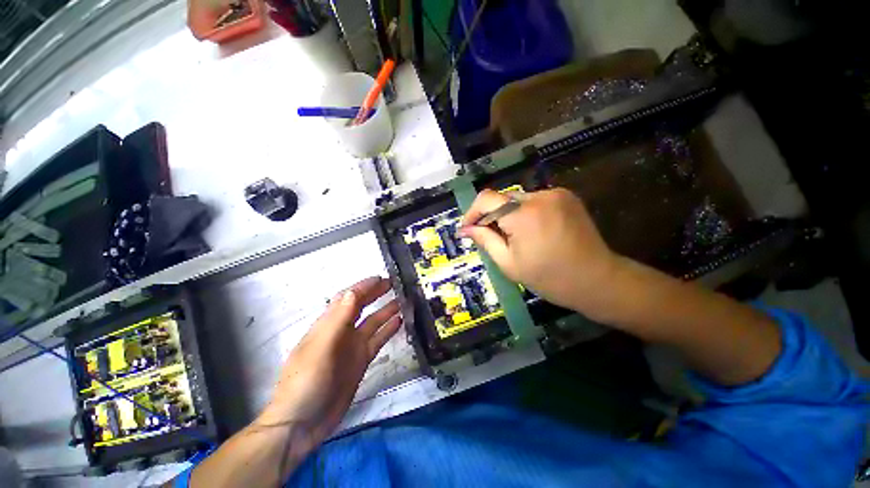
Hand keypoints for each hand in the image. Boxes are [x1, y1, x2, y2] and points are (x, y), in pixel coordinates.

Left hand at [257, 276, 400, 451]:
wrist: (302, 424)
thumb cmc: (306, 382)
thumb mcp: (321, 348)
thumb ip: (338, 319)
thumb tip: (352, 292)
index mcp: (328, 325)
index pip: (348, 298)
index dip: (363, 287)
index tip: (381, 278)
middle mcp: (341, 332)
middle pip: (361, 307)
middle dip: (376, 294)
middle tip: (395, 284)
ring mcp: (352, 347)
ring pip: (372, 322)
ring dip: (386, 311)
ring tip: (403, 301)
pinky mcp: (360, 361)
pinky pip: (377, 340)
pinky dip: (388, 330)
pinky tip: (400, 322)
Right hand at [459, 188, 621, 321]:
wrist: (597, 280)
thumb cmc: (549, 278)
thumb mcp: (508, 263)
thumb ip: (484, 240)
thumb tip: (464, 229)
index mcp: (523, 214)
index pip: (485, 199)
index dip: (472, 212)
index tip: (468, 228)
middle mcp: (539, 196)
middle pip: (501, 198)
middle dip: (491, 216)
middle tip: (490, 237)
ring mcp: (556, 194)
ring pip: (517, 199)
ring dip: (508, 214)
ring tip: (513, 237)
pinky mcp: (566, 196)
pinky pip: (534, 200)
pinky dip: (524, 212)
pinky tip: (531, 230)